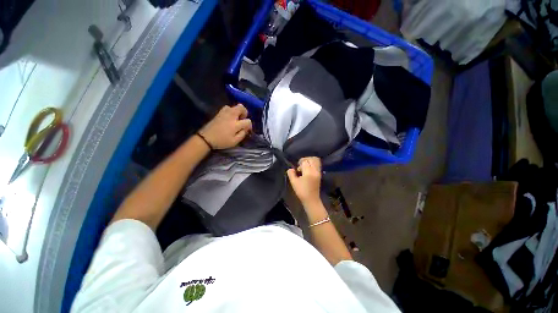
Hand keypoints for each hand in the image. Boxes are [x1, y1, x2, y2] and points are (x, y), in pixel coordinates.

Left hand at [199, 104, 252, 149]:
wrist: (206, 138)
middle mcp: (231, 116)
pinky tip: (229, 118)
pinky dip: (230, 111)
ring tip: (236, 118)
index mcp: (235, 125)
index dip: (249, 125)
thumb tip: (246, 129)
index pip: (247, 121)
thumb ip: (242, 134)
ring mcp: (224, 113)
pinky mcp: (219, 113)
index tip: (247, 129)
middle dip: (244, 113)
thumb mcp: (234, 142)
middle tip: (242, 119)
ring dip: (237, 111)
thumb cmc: (221, 141)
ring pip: (234, 106)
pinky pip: (227, 107)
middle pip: (241, 107)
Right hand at [287, 157, 321, 205]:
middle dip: (305, 160)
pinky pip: (317, 165)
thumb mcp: (293, 182)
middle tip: (300, 166)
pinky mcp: (320, 174)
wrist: (311, 200)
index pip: (305, 161)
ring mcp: (318, 172)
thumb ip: (291, 173)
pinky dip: (313, 164)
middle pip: (311, 159)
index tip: (297, 169)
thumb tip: (291, 169)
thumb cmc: (301, 191)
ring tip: (305, 167)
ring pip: (316, 161)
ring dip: (309, 161)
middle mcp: (315, 170)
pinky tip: (308, 170)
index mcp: (308, 172)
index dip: (300, 163)